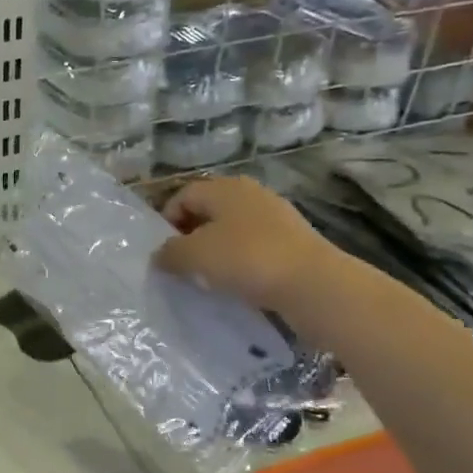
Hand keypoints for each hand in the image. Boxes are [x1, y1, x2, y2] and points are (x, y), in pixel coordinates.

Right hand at [153, 176, 330, 310]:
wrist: (313, 284)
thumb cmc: (246, 259)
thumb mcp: (195, 256)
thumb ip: (170, 253)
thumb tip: (160, 255)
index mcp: (224, 187)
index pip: (183, 195)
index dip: (166, 222)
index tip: (163, 252)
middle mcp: (250, 194)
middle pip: (208, 211)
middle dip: (190, 237)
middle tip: (182, 265)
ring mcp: (276, 217)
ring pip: (232, 230)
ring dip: (216, 251)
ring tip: (208, 278)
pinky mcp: (293, 241)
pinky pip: (254, 247)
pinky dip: (240, 262)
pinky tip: (238, 284)